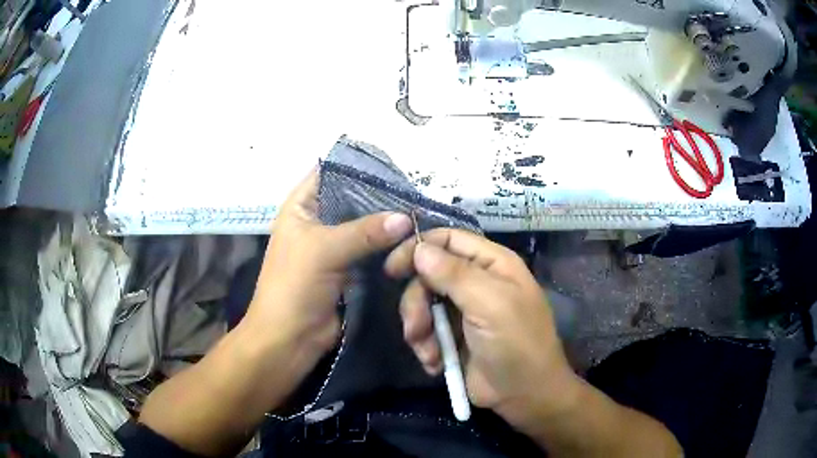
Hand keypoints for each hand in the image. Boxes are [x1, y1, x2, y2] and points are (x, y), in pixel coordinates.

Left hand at [242, 170, 412, 393]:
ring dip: (389, 225)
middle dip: (381, 197)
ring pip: (366, 227)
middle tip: (416, 195)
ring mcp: (335, 246)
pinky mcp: (350, 269)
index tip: (395, 168)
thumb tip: (407, 217)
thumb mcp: (323, 250)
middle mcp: (318, 221)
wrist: (289, 339)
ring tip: (421, 214)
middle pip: (354, 199)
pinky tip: (414, 241)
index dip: (358, 167)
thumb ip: (364, 231)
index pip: (330, 172)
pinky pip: (373, 251)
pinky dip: (390, 248)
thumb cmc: (293, 287)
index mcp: (301, 207)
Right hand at [384, 229, 581, 430]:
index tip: (392, 269)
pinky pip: (426, 331)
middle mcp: (476, 282)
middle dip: (417, 302)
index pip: (448, 239)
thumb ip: (454, 274)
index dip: (418, 248)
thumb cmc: (516, 343)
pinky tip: (436, 364)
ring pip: (423, 305)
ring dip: (419, 330)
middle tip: (415, 328)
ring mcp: (463, 311)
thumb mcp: (490, 304)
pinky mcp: (453, 337)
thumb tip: (419, 248)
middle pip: (428, 274)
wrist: (524, 395)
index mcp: (492, 264)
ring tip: (430, 353)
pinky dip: (425, 347)